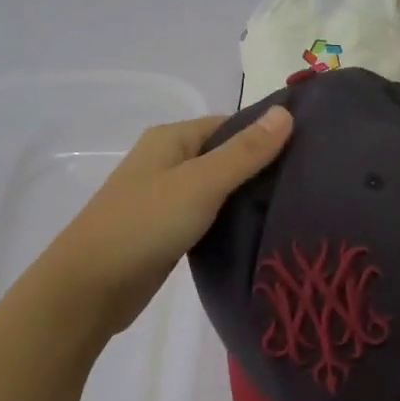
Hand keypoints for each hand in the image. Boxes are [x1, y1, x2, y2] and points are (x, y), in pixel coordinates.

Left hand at [40, 106, 292, 336]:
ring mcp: (165, 198)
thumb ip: (245, 152)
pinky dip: (230, 220)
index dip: (267, 134)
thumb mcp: (201, 183)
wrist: (89, 288)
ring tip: (295, 206)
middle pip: (225, 156)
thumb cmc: (144, 224)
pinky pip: (208, 216)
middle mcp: (167, 162)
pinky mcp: (167, 231)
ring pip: (218, 189)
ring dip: (247, 197)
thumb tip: (285, 112)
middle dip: (261, 167)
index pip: (230, 124)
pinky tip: (260, 231)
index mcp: (171, 139)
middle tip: (309, 183)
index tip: (309, 150)